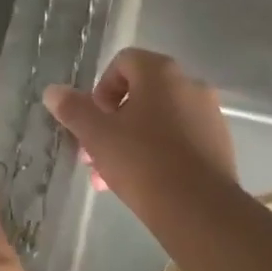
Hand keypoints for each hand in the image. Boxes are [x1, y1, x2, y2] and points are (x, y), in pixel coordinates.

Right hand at [43, 48, 237, 224]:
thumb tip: (52, 91)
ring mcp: (209, 115)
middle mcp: (190, 85)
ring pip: (158, 121)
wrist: (198, 208)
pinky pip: (180, 140)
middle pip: (140, 95)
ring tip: (111, 177)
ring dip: (131, 142)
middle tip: (94, 155)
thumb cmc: (142, 162)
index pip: (123, 63)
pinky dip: (158, 154)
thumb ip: (73, 109)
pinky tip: (143, 184)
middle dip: (112, 124)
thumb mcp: (97, 135)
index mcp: (161, 73)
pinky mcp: (219, 145)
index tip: (92, 121)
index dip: (100, 90)